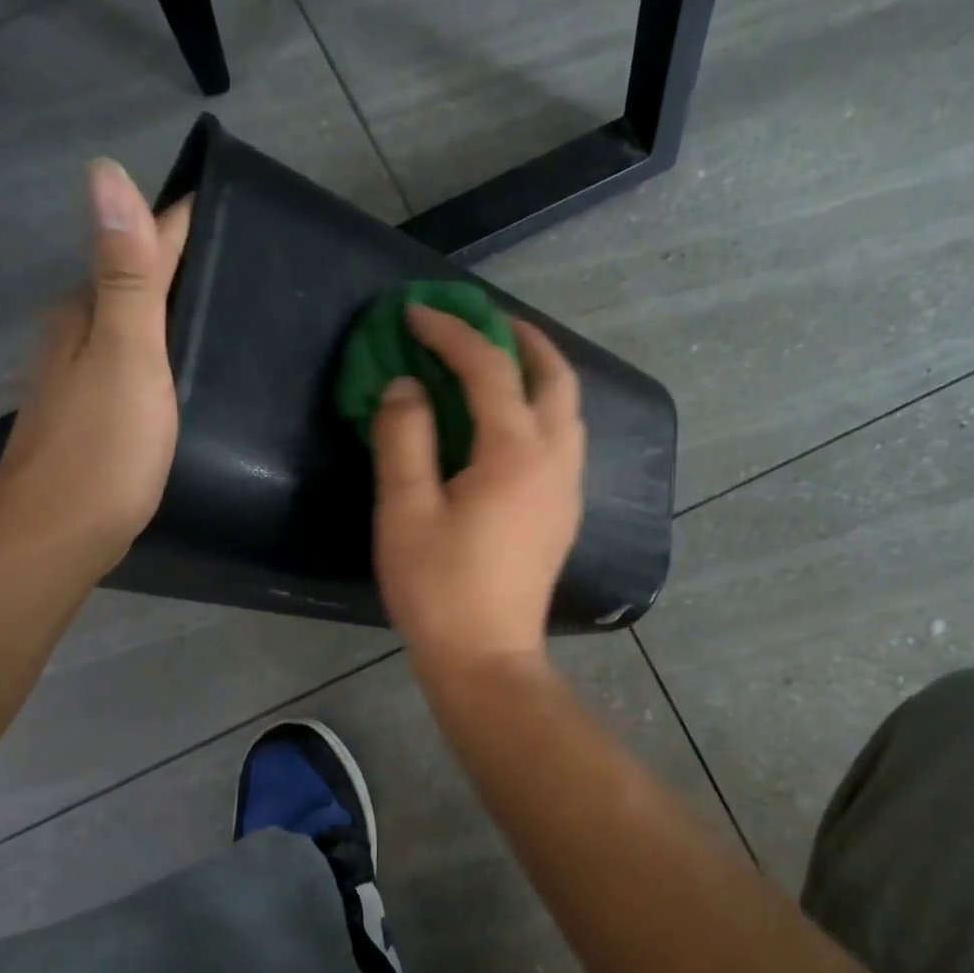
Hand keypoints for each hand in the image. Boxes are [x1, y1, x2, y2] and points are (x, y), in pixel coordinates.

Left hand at [0, 159, 190, 567]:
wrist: (59, 533)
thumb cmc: (103, 446)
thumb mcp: (126, 356)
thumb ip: (125, 275)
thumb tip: (105, 171)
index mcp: (88, 312)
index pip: (138, 246)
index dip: (178, 223)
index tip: (224, 201)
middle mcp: (77, 334)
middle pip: (132, 281)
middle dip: (176, 260)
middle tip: (237, 251)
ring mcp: (80, 377)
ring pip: (131, 323)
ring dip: (167, 306)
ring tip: (220, 301)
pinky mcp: (93, 414)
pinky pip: (132, 361)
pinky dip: (159, 348)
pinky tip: (181, 364)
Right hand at [372, 304, 584, 683]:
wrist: (486, 659)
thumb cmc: (439, 589)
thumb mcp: (405, 510)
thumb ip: (405, 438)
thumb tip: (406, 386)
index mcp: (516, 452)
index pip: (489, 368)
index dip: (452, 332)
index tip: (416, 313)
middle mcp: (555, 460)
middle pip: (556, 377)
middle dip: (522, 339)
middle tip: (482, 323)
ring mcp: (567, 489)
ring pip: (568, 409)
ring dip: (538, 374)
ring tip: (498, 364)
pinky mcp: (563, 514)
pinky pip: (564, 440)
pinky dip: (542, 410)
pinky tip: (509, 423)